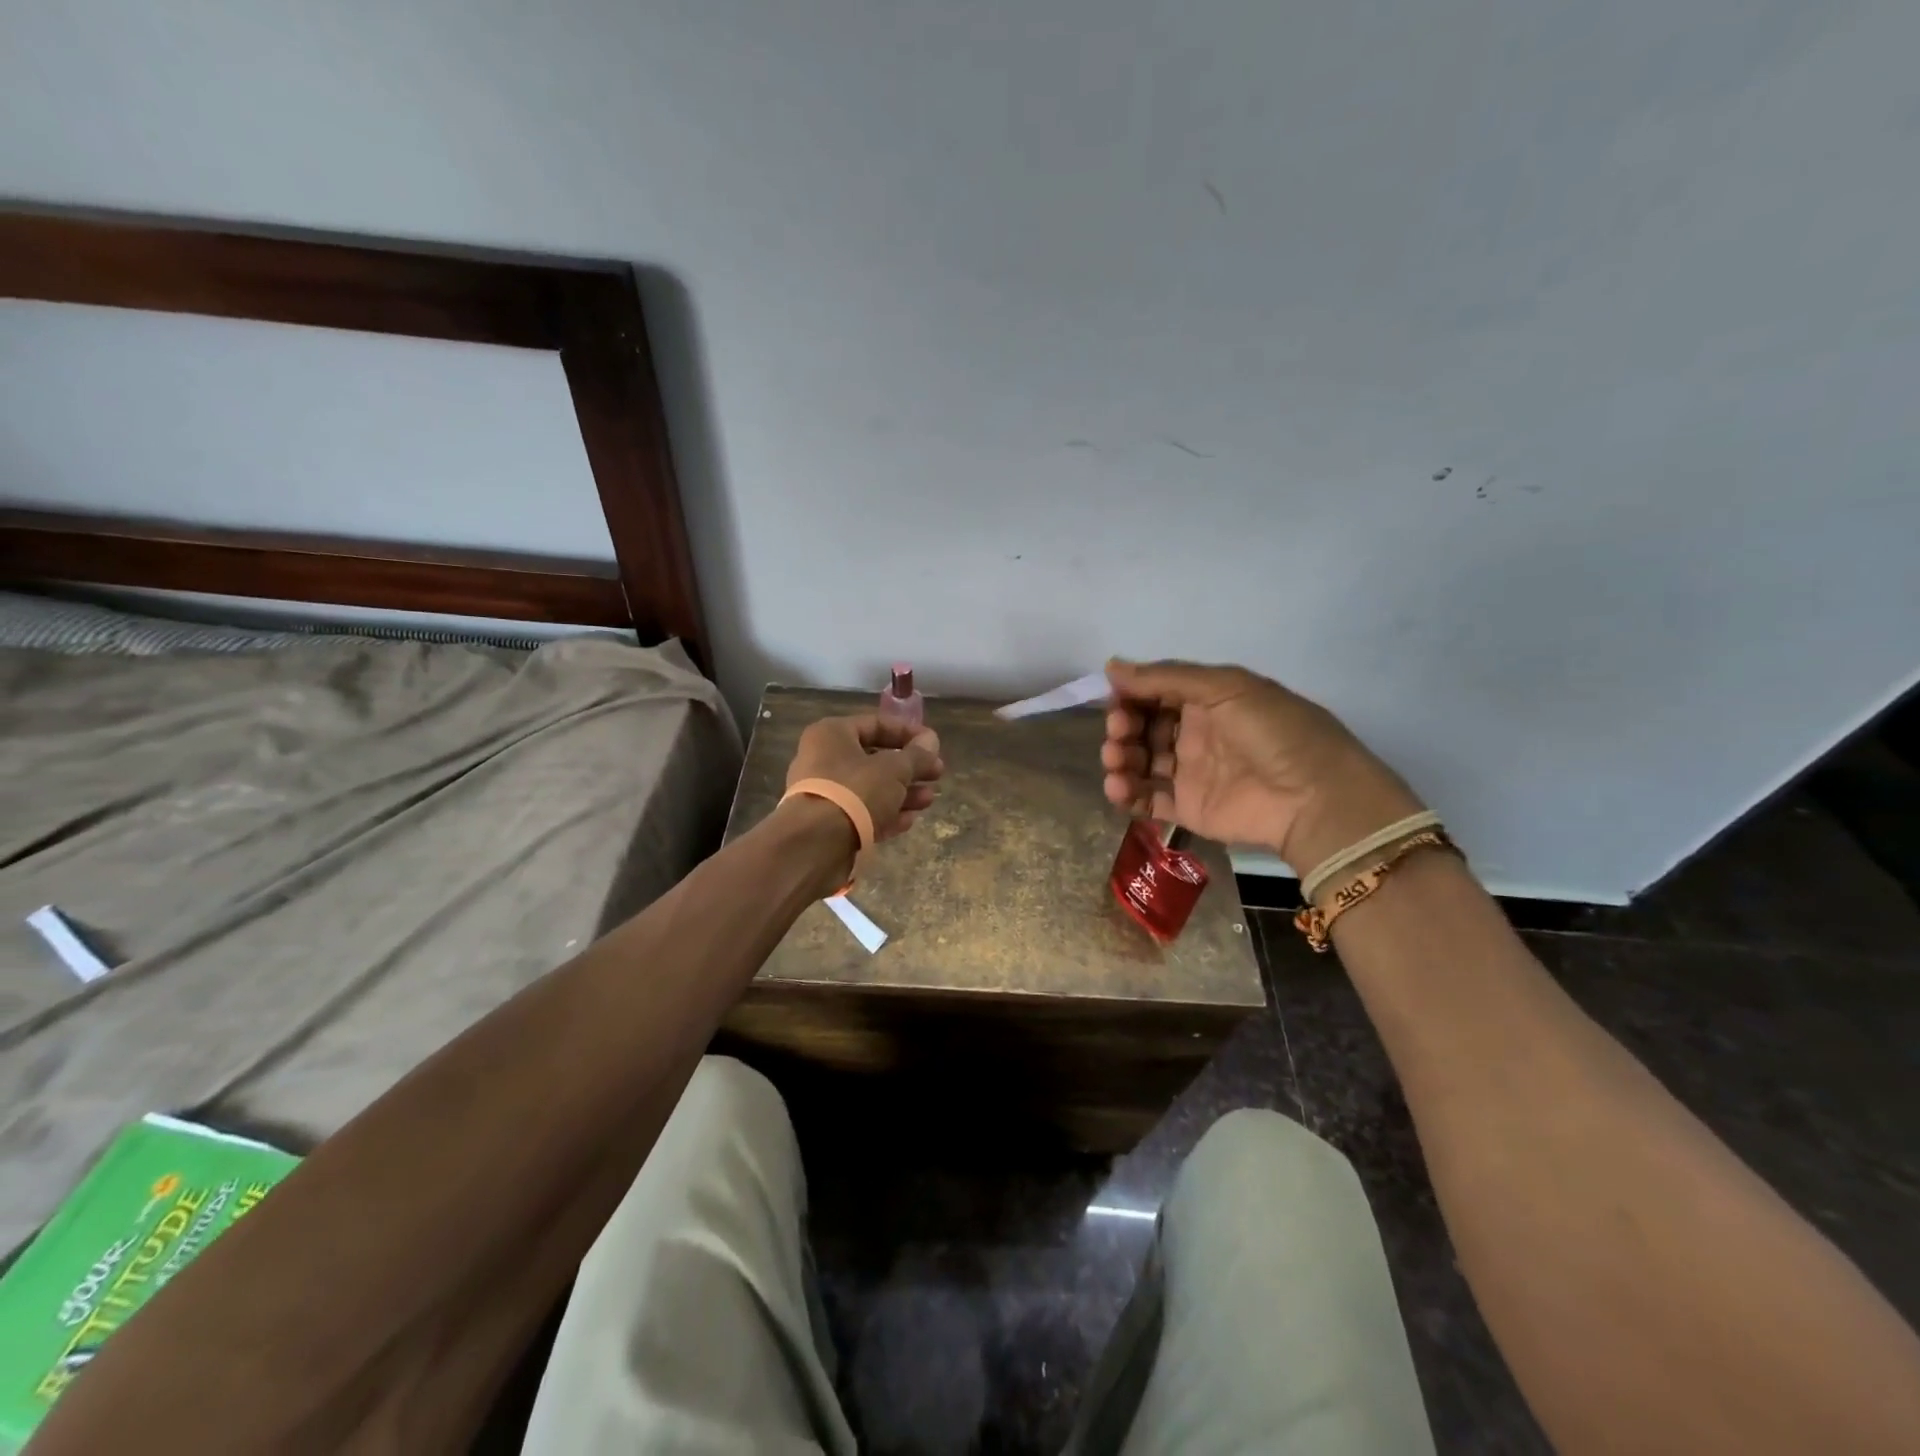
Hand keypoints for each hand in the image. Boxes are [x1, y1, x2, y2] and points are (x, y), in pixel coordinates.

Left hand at [786, 714, 943, 841]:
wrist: (815, 844)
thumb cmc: (855, 791)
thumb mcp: (894, 769)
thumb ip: (916, 755)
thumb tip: (931, 741)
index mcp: (832, 735)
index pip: (876, 724)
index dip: (909, 732)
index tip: (934, 744)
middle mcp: (824, 760)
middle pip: (875, 759)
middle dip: (909, 768)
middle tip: (937, 774)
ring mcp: (825, 794)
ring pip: (871, 788)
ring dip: (903, 793)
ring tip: (929, 799)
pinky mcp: (829, 824)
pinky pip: (863, 813)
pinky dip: (886, 814)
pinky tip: (910, 820)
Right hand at [1101, 658, 1421, 873]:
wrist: (1313, 796)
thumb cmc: (1273, 731)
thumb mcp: (1226, 687)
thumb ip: (1166, 677)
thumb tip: (1110, 666)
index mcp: (1207, 701)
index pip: (1156, 693)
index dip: (1131, 694)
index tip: (1113, 698)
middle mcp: (1195, 735)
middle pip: (1143, 728)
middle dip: (1122, 726)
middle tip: (1120, 732)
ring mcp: (1190, 774)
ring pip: (1140, 763)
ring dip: (1119, 758)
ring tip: (1117, 761)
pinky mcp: (1188, 809)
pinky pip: (1147, 800)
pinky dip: (1126, 794)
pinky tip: (1118, 787)